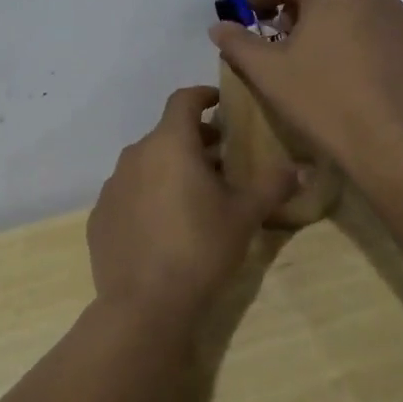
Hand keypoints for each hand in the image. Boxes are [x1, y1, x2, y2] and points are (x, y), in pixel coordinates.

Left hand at [87, 86, 299, 317]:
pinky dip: (147, 197)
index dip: (203, 96)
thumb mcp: (245, 215)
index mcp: (170, 144)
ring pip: (146, 164)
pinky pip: (128, 194)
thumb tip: (303, 168)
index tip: (220, 104)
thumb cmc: (201, 248)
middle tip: (221, 160)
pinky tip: (163, 227)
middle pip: (167, 134)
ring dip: (170, 169)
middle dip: (194, 140)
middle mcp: (135, 155)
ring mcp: (112, 186)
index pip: (183, 100)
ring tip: (194, 196)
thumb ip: (273, 185)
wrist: (144, 305)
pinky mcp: (99, 217)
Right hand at [209, 0, 402, 182]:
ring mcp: (400, 8)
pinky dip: (372, 22)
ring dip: (338, 2)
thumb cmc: (324, 102)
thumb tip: (218, 27)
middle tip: (289, 22)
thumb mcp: (269, 74)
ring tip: (324, 39)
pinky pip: (390, 14)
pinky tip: (364, 51)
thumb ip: (239, 44)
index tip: (249, 14)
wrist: (394, 141)